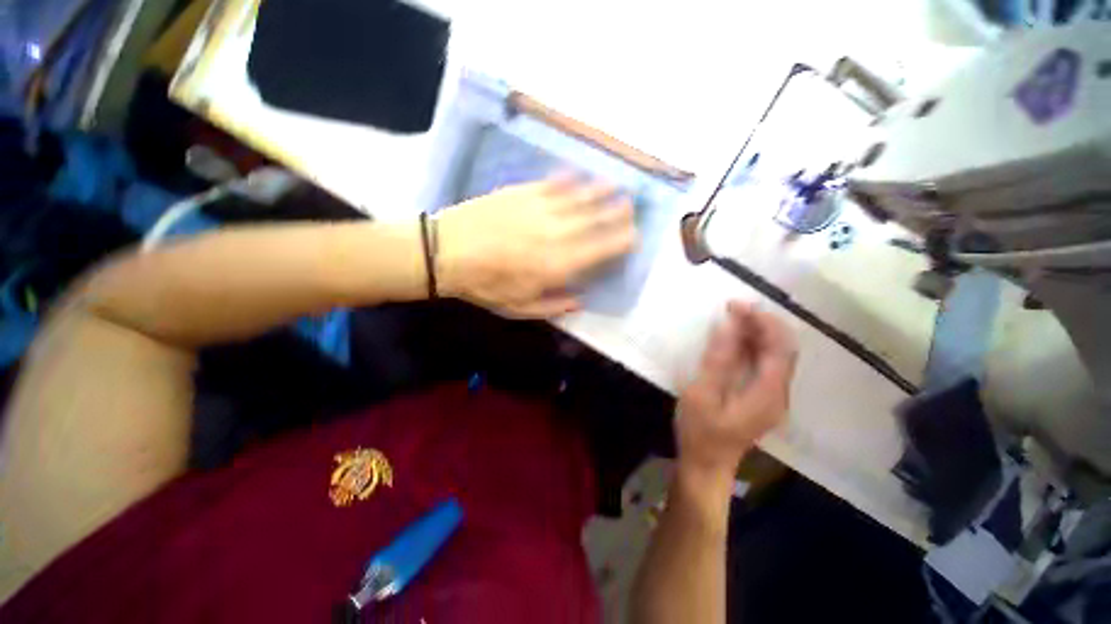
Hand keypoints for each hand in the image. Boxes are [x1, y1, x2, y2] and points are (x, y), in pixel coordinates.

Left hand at [435, 177, 636, 317]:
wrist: (445, 252)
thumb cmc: (484, 284)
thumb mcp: (519, 307)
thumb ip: (554, 305)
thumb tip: (580, 300)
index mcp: (557, 264)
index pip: (601, 249)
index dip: (621, 241)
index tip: (635, 236)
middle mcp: (556, 233)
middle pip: (595, 219)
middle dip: (617, 211)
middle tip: (631, 206)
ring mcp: (539, 208)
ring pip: (578, 197)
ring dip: (599, 191)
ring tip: (615, 185)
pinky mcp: (521, 192)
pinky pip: (552, 183)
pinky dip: (568, 179)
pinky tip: (577, 174)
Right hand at [676, 301, 797, 481]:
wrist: (706, 466)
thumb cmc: (701, 432)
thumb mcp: (703, 394)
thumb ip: (718, 359)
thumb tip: (728, 324)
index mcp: (767, 393)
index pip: (780, 347)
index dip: (763, 321)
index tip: (737, 305)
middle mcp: (778, 393)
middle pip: (782, 349)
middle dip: (762, 323)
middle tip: (732, 308)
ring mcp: (772, 397)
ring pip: (775, 356)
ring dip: (758, 333)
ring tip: (732, 318)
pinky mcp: (762, 399)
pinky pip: (765, 364)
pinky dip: (753, 346)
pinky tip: (734, 341)